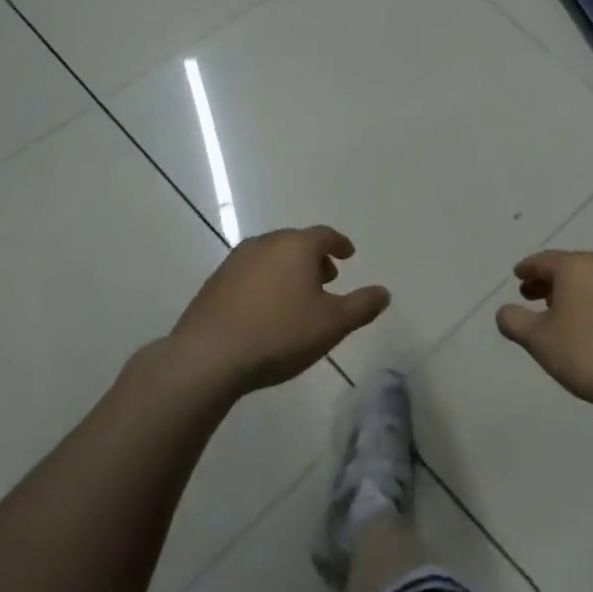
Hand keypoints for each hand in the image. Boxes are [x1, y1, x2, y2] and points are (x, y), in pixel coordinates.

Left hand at [168, 226, 389, 395]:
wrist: (208, 356)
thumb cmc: (279, 334)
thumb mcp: (333, 324)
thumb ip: (362, 306)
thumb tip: (384, 292)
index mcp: (295, 247)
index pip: (324, 235)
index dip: (339, 244)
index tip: (348, 254)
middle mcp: (264, 244)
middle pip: (296, 243)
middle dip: (314, 258)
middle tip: (327, 278)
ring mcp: (235, 261)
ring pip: (271, 257)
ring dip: (288, 270)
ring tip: (298, 296)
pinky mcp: (214, 282)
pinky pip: (250, 273)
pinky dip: (265, 282)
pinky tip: (266, 309)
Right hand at [496, 250, 592, 410]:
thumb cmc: (588, 351)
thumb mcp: (538, 340)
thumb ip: (515, 322)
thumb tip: (504, 311)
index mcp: (577, 266)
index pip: (544, 260)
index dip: (527, 268)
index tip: (517, 275)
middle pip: (568, 268)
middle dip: (547, 281)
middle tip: (529, 296)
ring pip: (589, 281)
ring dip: (569, 293)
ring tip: (555, 313)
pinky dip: (588, 302)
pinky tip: (584, 325)